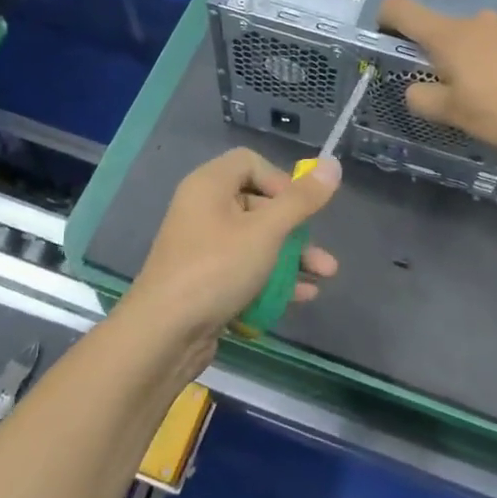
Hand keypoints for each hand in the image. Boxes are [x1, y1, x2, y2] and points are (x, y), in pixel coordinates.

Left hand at [124, 148, 340, 353]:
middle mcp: (203, 210)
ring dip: (292, 256)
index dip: (280, 180)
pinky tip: (303, 296)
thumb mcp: (266, 232)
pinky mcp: (206, 280)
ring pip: (256, 240)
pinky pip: (245, 268)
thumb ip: (301, 201)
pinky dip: (272, 277)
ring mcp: (203, 247)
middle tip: (319, 247)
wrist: (163, 334)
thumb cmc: (216, 270)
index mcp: (209, 186)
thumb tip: (333, 164)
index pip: (250, 163)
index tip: (299, 208)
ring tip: (326, 276)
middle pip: (258, 204)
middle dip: (296, 228)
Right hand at [377, 0, 496, 157]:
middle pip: (446, 30)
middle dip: (443, 55)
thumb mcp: (453, 114)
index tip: (385, 34)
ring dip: (477, 58)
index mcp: (449, 36)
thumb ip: (424, 99)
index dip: (386, 17)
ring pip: (480, 38)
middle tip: (454, 90)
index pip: (403, 10)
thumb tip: (415, 90)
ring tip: (493, 94)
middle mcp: (478, 20)